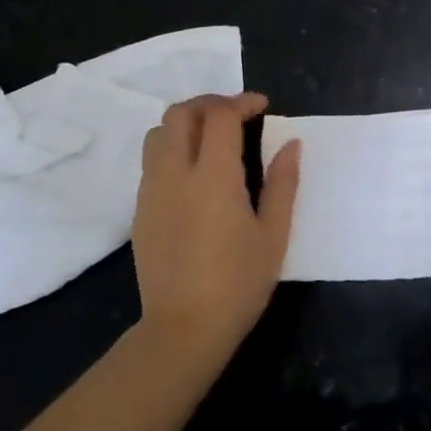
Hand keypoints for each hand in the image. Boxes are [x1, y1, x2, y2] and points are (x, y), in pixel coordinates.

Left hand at [131, 92, 299, 354]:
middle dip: (210, 103)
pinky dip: (172, 148)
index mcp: (213, 177)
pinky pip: (151, 161)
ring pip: (157, 133)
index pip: (219, 116)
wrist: (184, 328)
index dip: (242, 102)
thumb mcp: (274, 234)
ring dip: (186, 123)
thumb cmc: (239, 283)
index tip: (262, 108)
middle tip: (237, 114)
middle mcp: (175, 174)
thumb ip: (283, 183)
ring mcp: (151, 191)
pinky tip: (195, 172)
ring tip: (212, 137)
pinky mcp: (140, 210)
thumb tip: (291, 144)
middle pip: (181, 113)